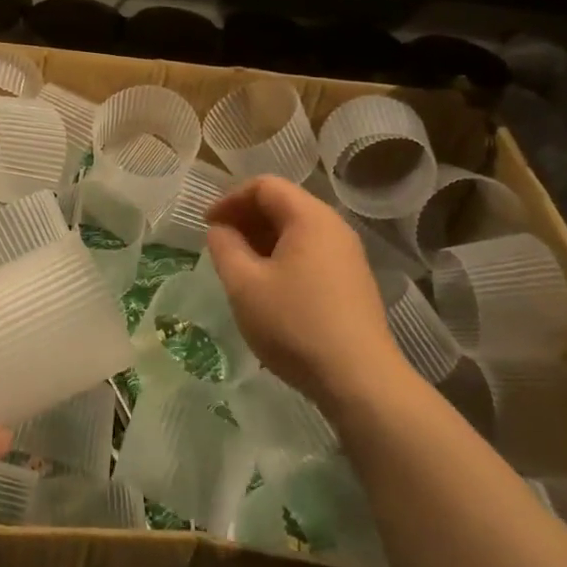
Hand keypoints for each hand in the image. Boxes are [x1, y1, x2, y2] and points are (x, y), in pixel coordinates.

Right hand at [204, 177, 403, 414]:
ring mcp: (348, 256)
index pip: (264, 186)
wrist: (359, 380)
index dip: (230, 199)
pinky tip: (268, 288)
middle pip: (283, 204)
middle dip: (246, 218)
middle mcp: (334, 228)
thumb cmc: (294, 324)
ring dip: (263, 240)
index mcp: (310, 217)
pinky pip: (310, 253)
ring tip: (239, 267)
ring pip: (297, 231)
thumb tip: (221, 230)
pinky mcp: (352, 283)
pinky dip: (282, 257)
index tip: (207, 224)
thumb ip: (225, 248)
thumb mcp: (244, 284)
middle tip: (219, 244)